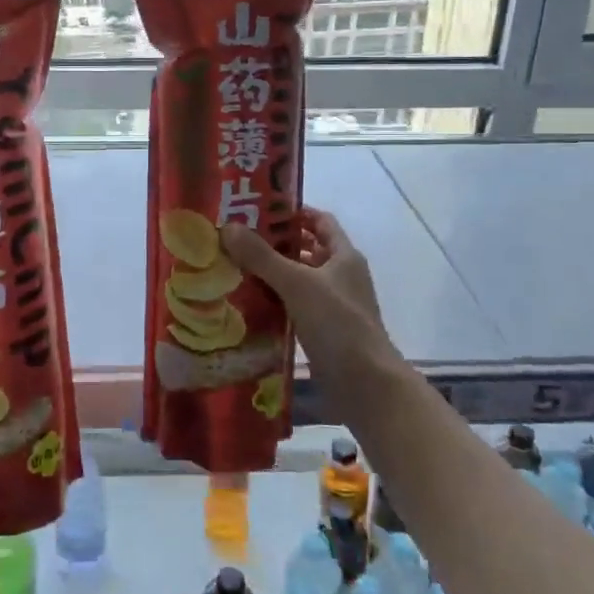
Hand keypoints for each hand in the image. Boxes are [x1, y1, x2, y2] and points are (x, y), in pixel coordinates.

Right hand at [221, 208, 400, 417]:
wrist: (366, 385)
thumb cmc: (338, 324)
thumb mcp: (297, 284)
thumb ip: (262, 257)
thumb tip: (227, 228)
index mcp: (344, 256)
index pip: (320, 221)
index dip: (294, 212)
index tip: (260, 208)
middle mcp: (341, 277)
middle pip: (307, 250)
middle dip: (275, 243)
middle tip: (237, 237)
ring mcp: (333, 306)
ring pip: (299, 280)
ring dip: (272, 274)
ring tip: (234, 267)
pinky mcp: (323, 331)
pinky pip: (295, 307)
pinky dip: (275, 302)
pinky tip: (247, 303)